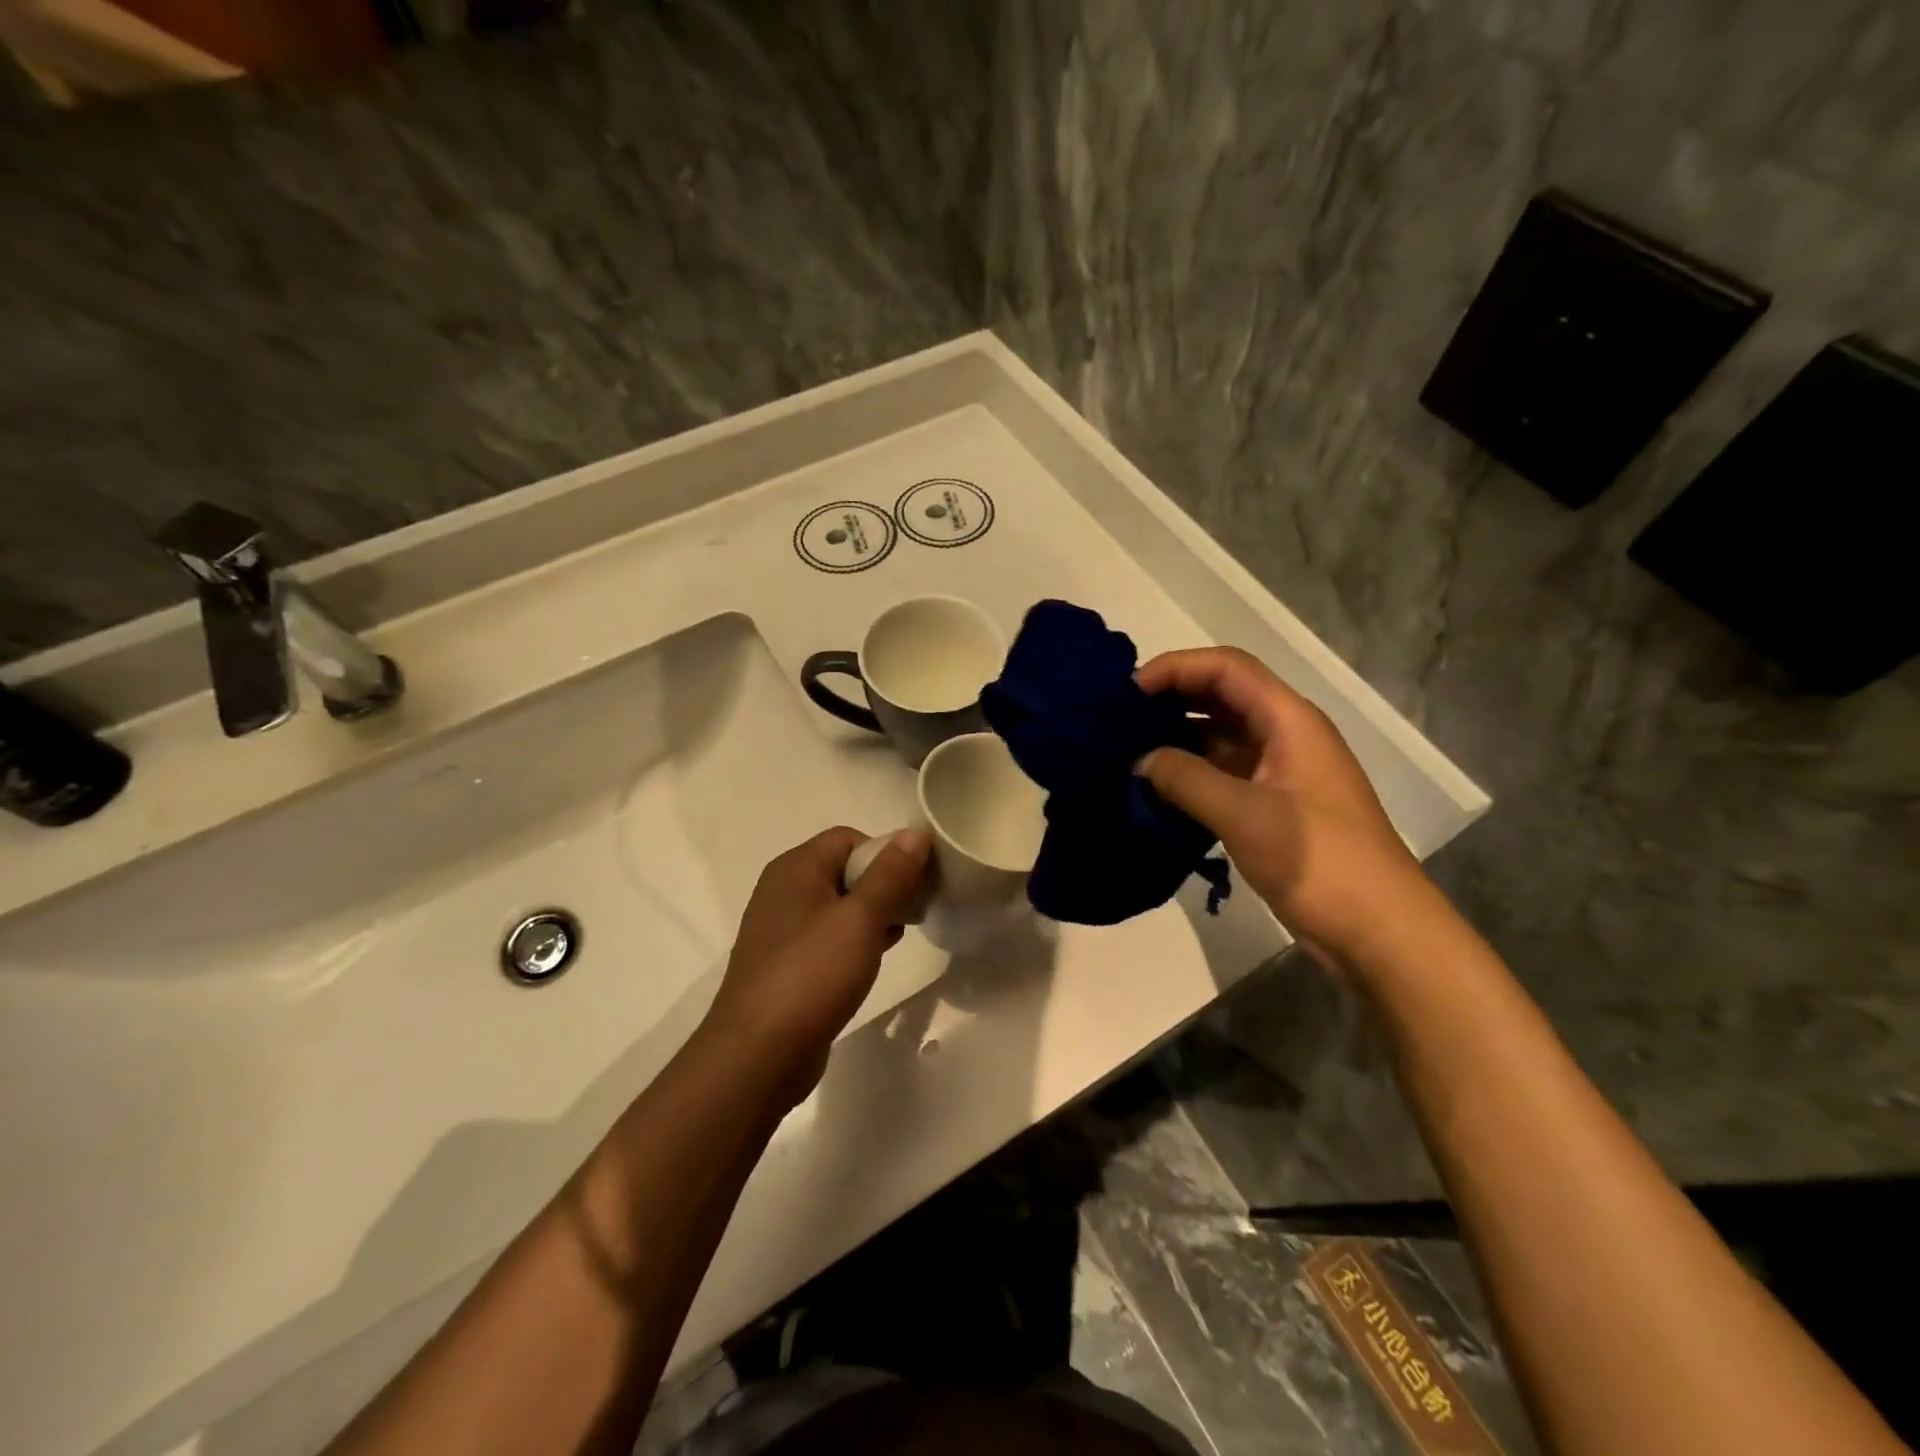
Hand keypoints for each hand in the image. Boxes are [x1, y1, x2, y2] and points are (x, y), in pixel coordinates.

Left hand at [703, 826, 932, 1106]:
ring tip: (900, 935)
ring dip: (871, 915)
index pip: (849, 838)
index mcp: (795, 867)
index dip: (885, 854)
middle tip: (913, 911)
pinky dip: (853, 940)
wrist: (758, 1054)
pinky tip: (874, 959)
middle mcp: (783, 890)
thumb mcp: (861, 918)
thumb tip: (916, 833)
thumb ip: (891, 874)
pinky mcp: (786, 964)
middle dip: (883, 885)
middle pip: (844, 869)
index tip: (913, 884)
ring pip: (838, 906)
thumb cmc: (812, 974)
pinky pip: (826, 937)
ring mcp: (781, 929)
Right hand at [1135, 648, 1435, 967]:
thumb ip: (1185, 779)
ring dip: (1176, 737)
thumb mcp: (1244, 815)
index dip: (1176, 668)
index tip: (1128, 692)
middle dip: (1171, 698)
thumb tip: (1140, 760)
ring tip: (1126, 751)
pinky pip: (1222, 771)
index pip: (1226, 667)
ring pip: (1219, 734)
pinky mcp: (1272, 804)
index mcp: (1289, 720)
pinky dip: (1188, 772)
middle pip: (1221, 695)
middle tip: (1118, 719)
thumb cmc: (1319, 862)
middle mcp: (1284, 734)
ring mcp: (1279, 770)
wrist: (1379, 930)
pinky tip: (1154, 788)